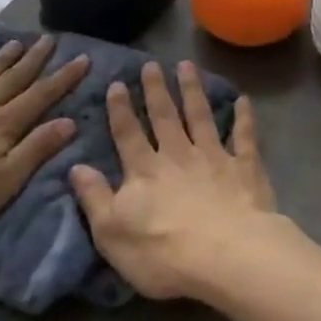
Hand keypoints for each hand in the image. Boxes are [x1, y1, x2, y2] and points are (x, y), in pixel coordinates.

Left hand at [0, 36, 89, 244]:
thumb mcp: (2, 183)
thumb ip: (34, 150)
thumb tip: (69, 121)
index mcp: (1, 126)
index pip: (40, 96)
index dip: (63, 78)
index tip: (83, 58)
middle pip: (12, 79)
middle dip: (34, 60)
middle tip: (50, 39)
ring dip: (0, 61)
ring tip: (15, 43)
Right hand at [69, 60, 280, 300]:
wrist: (228, 257)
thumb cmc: (164, 253)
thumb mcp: (112, 233)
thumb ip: (94, 198)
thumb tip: (75, 167)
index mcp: (144, 171)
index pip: (127, 134)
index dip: (120, 109)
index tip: (117, 83)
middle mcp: (177, 156)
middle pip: (164, 116)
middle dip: (156, 89)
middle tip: (151, 64)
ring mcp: (213, 158)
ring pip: (201, 117)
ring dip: (193, 90)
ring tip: (187, 65)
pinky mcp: (245, 168)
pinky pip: (244, 137)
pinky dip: (244, 118)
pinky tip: (243, 100)